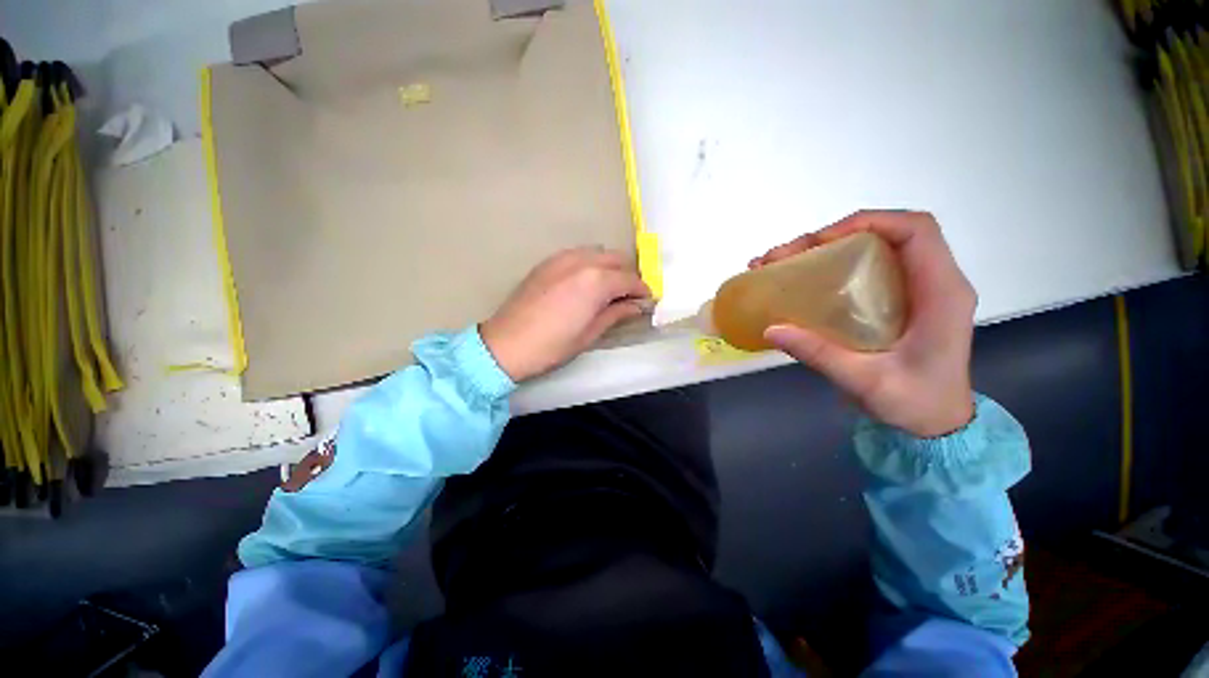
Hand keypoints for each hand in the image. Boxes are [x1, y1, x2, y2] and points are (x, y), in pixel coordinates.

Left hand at [481, 247, 651, 382]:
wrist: (506, 345)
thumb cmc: (552, 346)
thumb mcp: (590, 334)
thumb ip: (616, 314)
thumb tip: (637, 306)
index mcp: (596, 281)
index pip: (630, 279)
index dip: (642, 291)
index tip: (647, 302)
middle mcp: (582, 262)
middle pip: (616, 259)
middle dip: (628, 275)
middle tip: (628, 297)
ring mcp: (562, 258)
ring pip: (598, 253)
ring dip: (609, 267)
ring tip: (608, 290)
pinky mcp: (547, 263)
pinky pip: (578, 255)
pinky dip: (590, 264)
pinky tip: (585, 284)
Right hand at [753, 211, 975, 437]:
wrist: (938, 425)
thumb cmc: (916, 405)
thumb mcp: (866, 382)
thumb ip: (820, 354)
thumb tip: (771, 329)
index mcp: (941, 293)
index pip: (915, 231)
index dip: (868, 222)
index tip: (817, 241)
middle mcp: (934, 281)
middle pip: (886, 233)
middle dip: (830, 236)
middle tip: (782, 258)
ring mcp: (918, 289)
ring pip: (874, 247)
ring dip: (826, 248)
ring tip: (781, 265)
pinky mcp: (902, 299)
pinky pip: (867, 266)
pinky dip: (832, 265)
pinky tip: (803, 280)